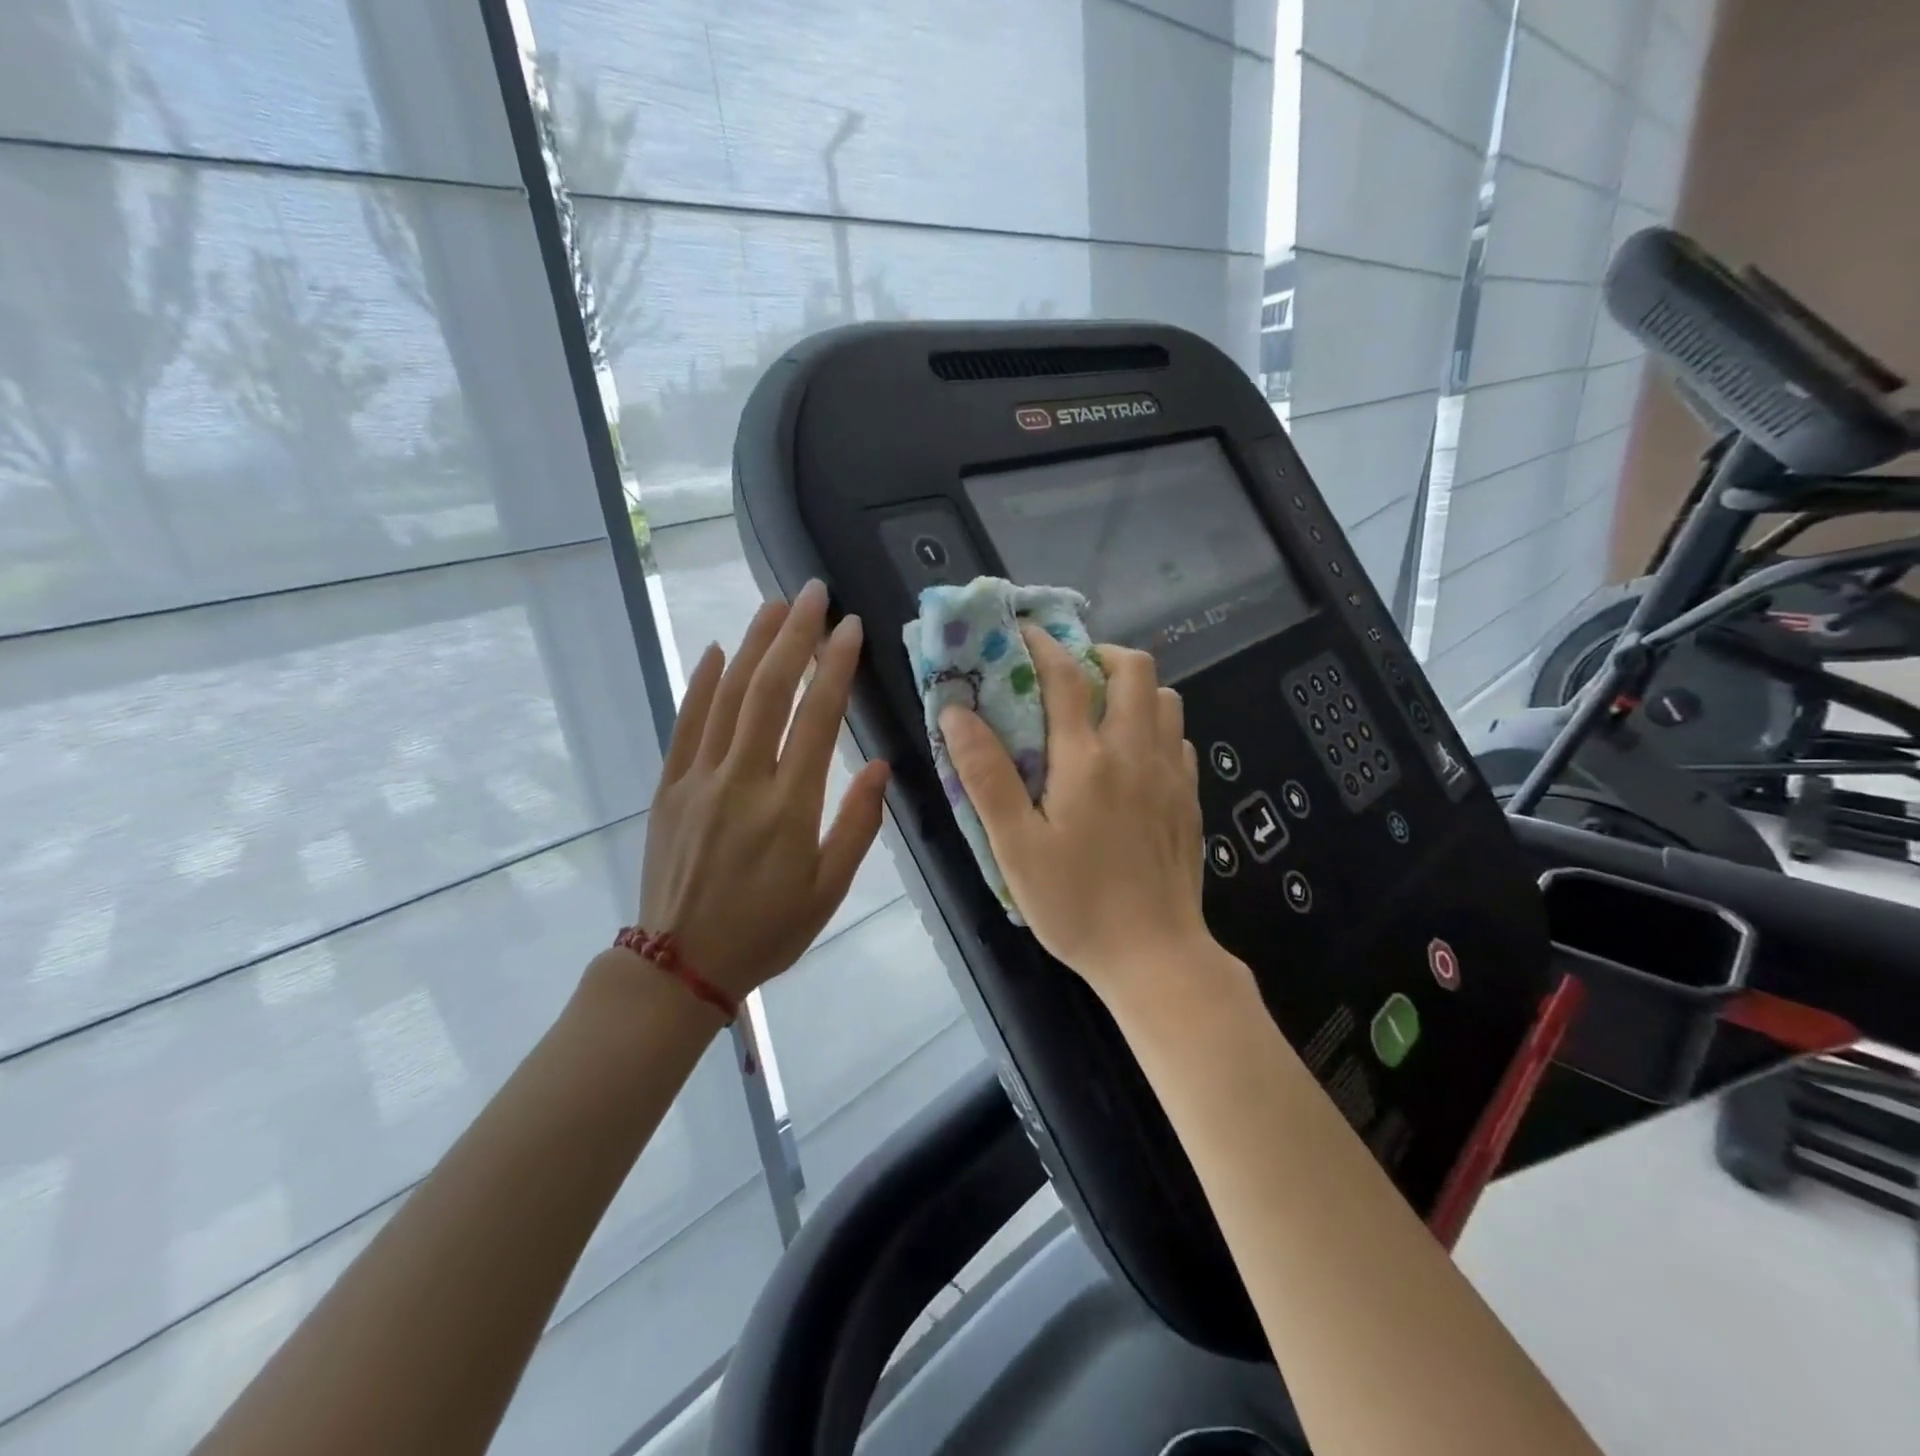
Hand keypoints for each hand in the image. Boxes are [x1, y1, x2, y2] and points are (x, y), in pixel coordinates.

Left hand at [636, 579, 890, 1000]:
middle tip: (814, 593)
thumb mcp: (828, 890)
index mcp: (789, 807)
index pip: (817, 719)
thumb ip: (857, 825)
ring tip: (775, 605)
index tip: (851, 627)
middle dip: (794, 635)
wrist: (679, 966)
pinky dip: (702, 683)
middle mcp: (742, 781)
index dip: (836, 667)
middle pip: (769, 691)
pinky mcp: (669, 787)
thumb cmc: (766, 932)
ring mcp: (699, 779)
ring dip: (753, 645)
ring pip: (727, 697)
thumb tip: (878, 765)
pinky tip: (719, 650)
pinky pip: (686, 724)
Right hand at [940, 627, 1210, 999]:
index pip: (1066, 675)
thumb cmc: (1076, 904)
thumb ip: (987, 776)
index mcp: (1087, 759)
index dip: (1042, 643)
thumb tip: (956, 714)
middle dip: (1100, 653)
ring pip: (1165, 698)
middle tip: (1069, 673)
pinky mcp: (1189, 798)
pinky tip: (1132, 759)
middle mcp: (1135, 751)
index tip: (1021, 631)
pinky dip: (1154, 727)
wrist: (1155, 955)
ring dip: (1132, 689)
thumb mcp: (1015, 846)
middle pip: (1134, 668)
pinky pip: (1178, 738)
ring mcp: (1171, 773)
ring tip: (1100, 712)